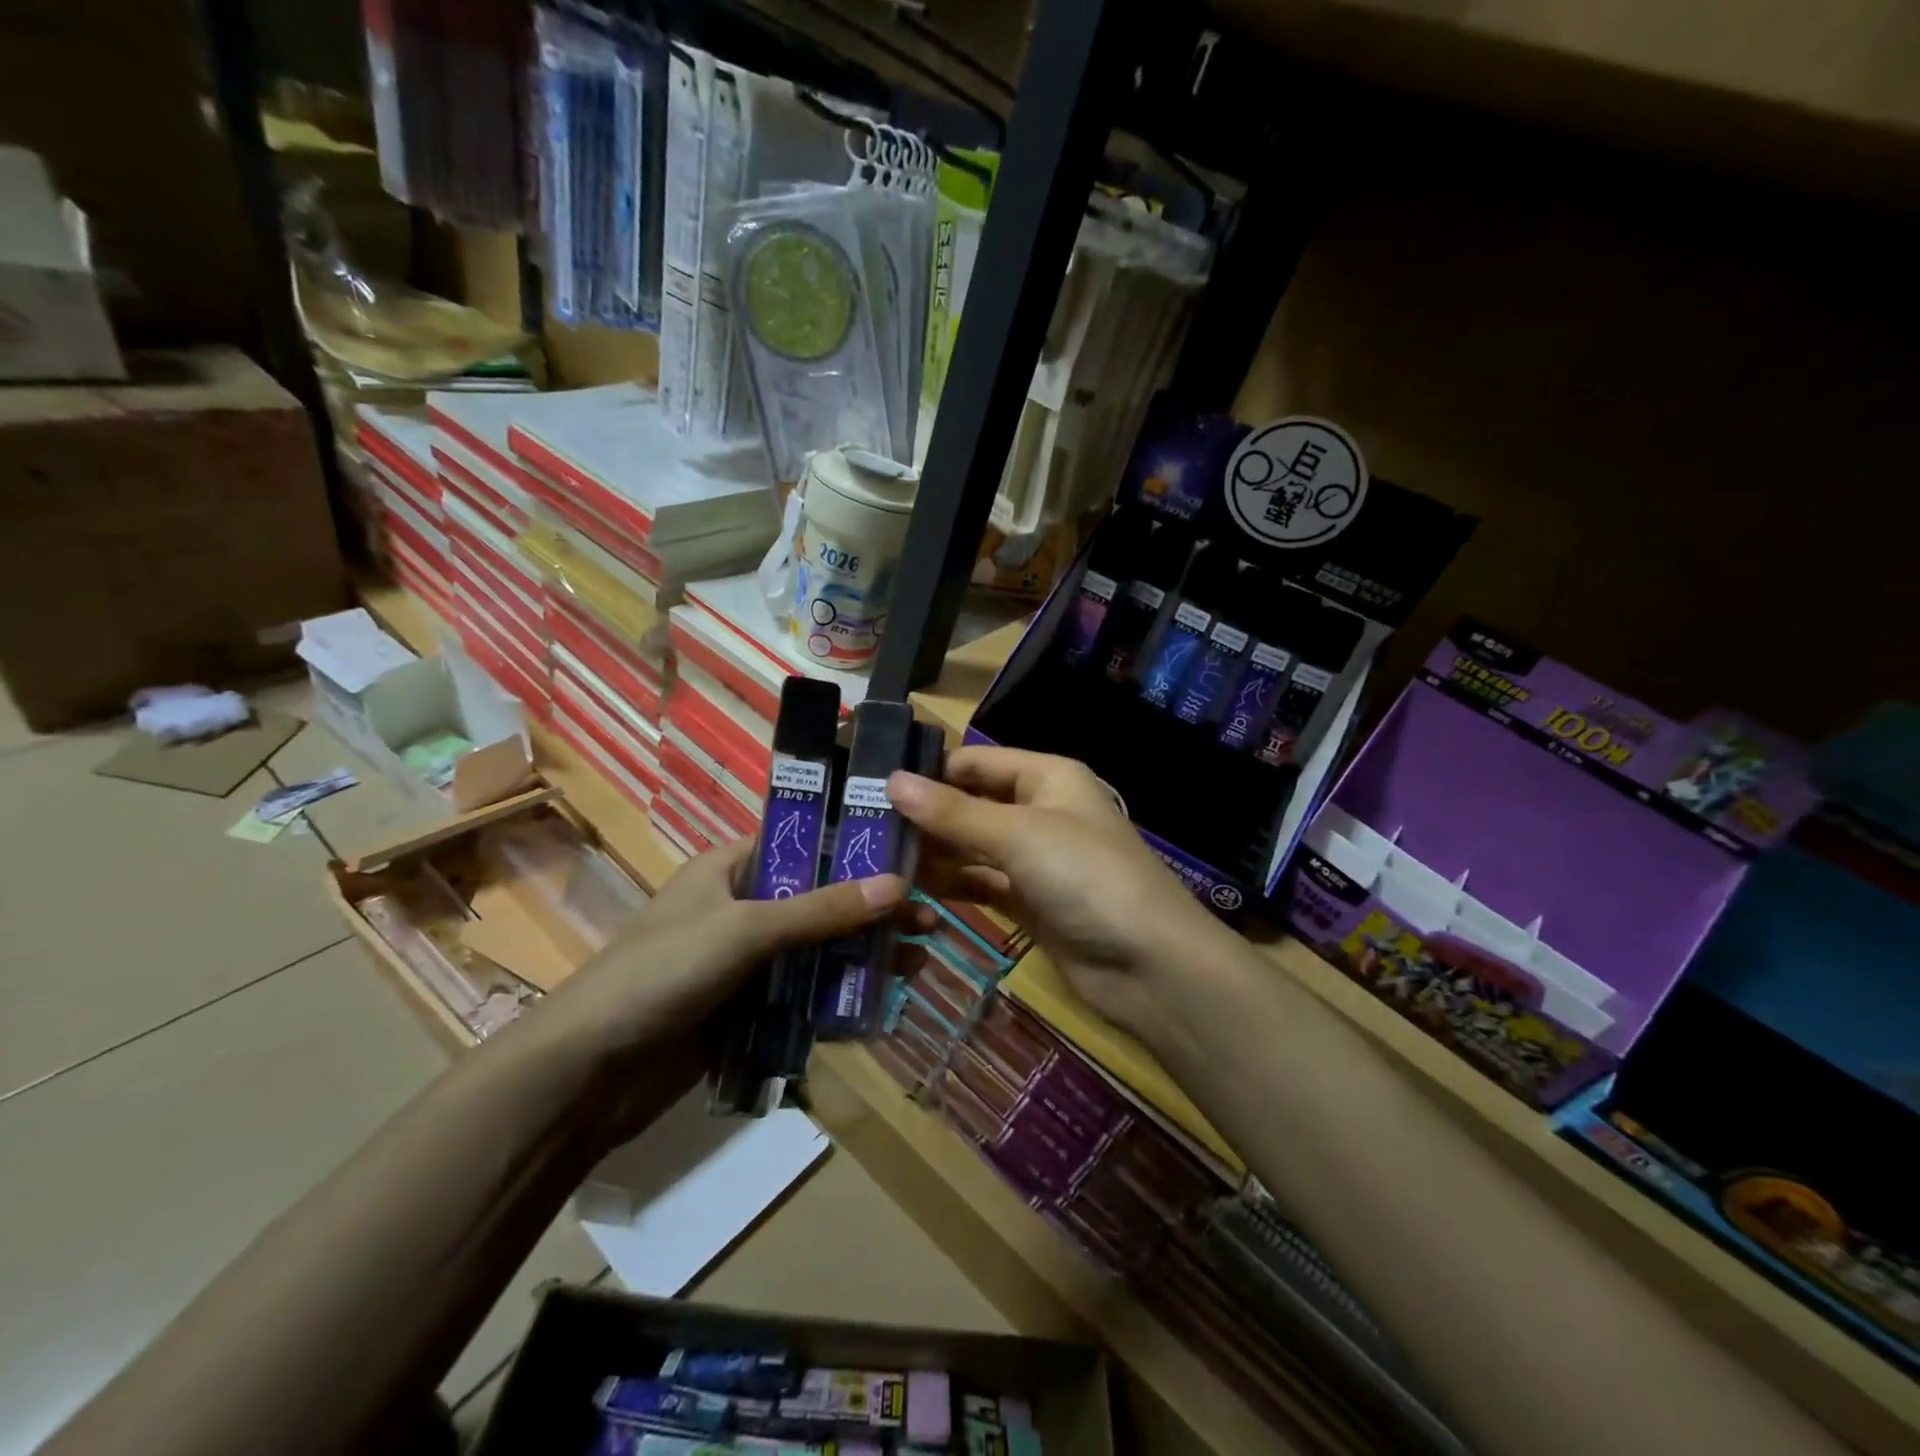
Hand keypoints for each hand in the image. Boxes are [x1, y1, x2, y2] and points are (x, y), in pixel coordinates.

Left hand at [542, 839, 907, 1059]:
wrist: (587, 1073)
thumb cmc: (662, 973)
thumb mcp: (745, 929)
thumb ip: (822, 910)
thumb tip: (899, 886)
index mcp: (733, 866)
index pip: (806, 842)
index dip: (857, 848)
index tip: (910, 857)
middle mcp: (743, 905)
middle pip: (822, 899)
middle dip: (873, 910)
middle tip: (928, 920)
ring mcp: (747, 960)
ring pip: (819, 949)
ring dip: (864, 955)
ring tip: (918, 963)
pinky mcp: (749, 1007)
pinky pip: (806, 994)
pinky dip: (840, 997)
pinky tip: (881, 1004)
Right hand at [887, 746, 1232, 1046]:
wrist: (1149, 963)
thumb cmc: (1086, 876)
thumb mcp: (1018, 834)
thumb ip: (953, 812)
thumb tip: (891, 780)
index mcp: (1047, 777)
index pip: (976, 762)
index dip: (930, 773)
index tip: (873, 788)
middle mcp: (1040, 811)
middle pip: (973, 804)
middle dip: (927, 817)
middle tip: (866, 831)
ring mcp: (1037, 860)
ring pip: (974, 847)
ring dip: (935, 854)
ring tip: (879, 863)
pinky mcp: (1031, 902)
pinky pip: (984, 884)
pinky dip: (955, 885)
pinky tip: (914, 893)